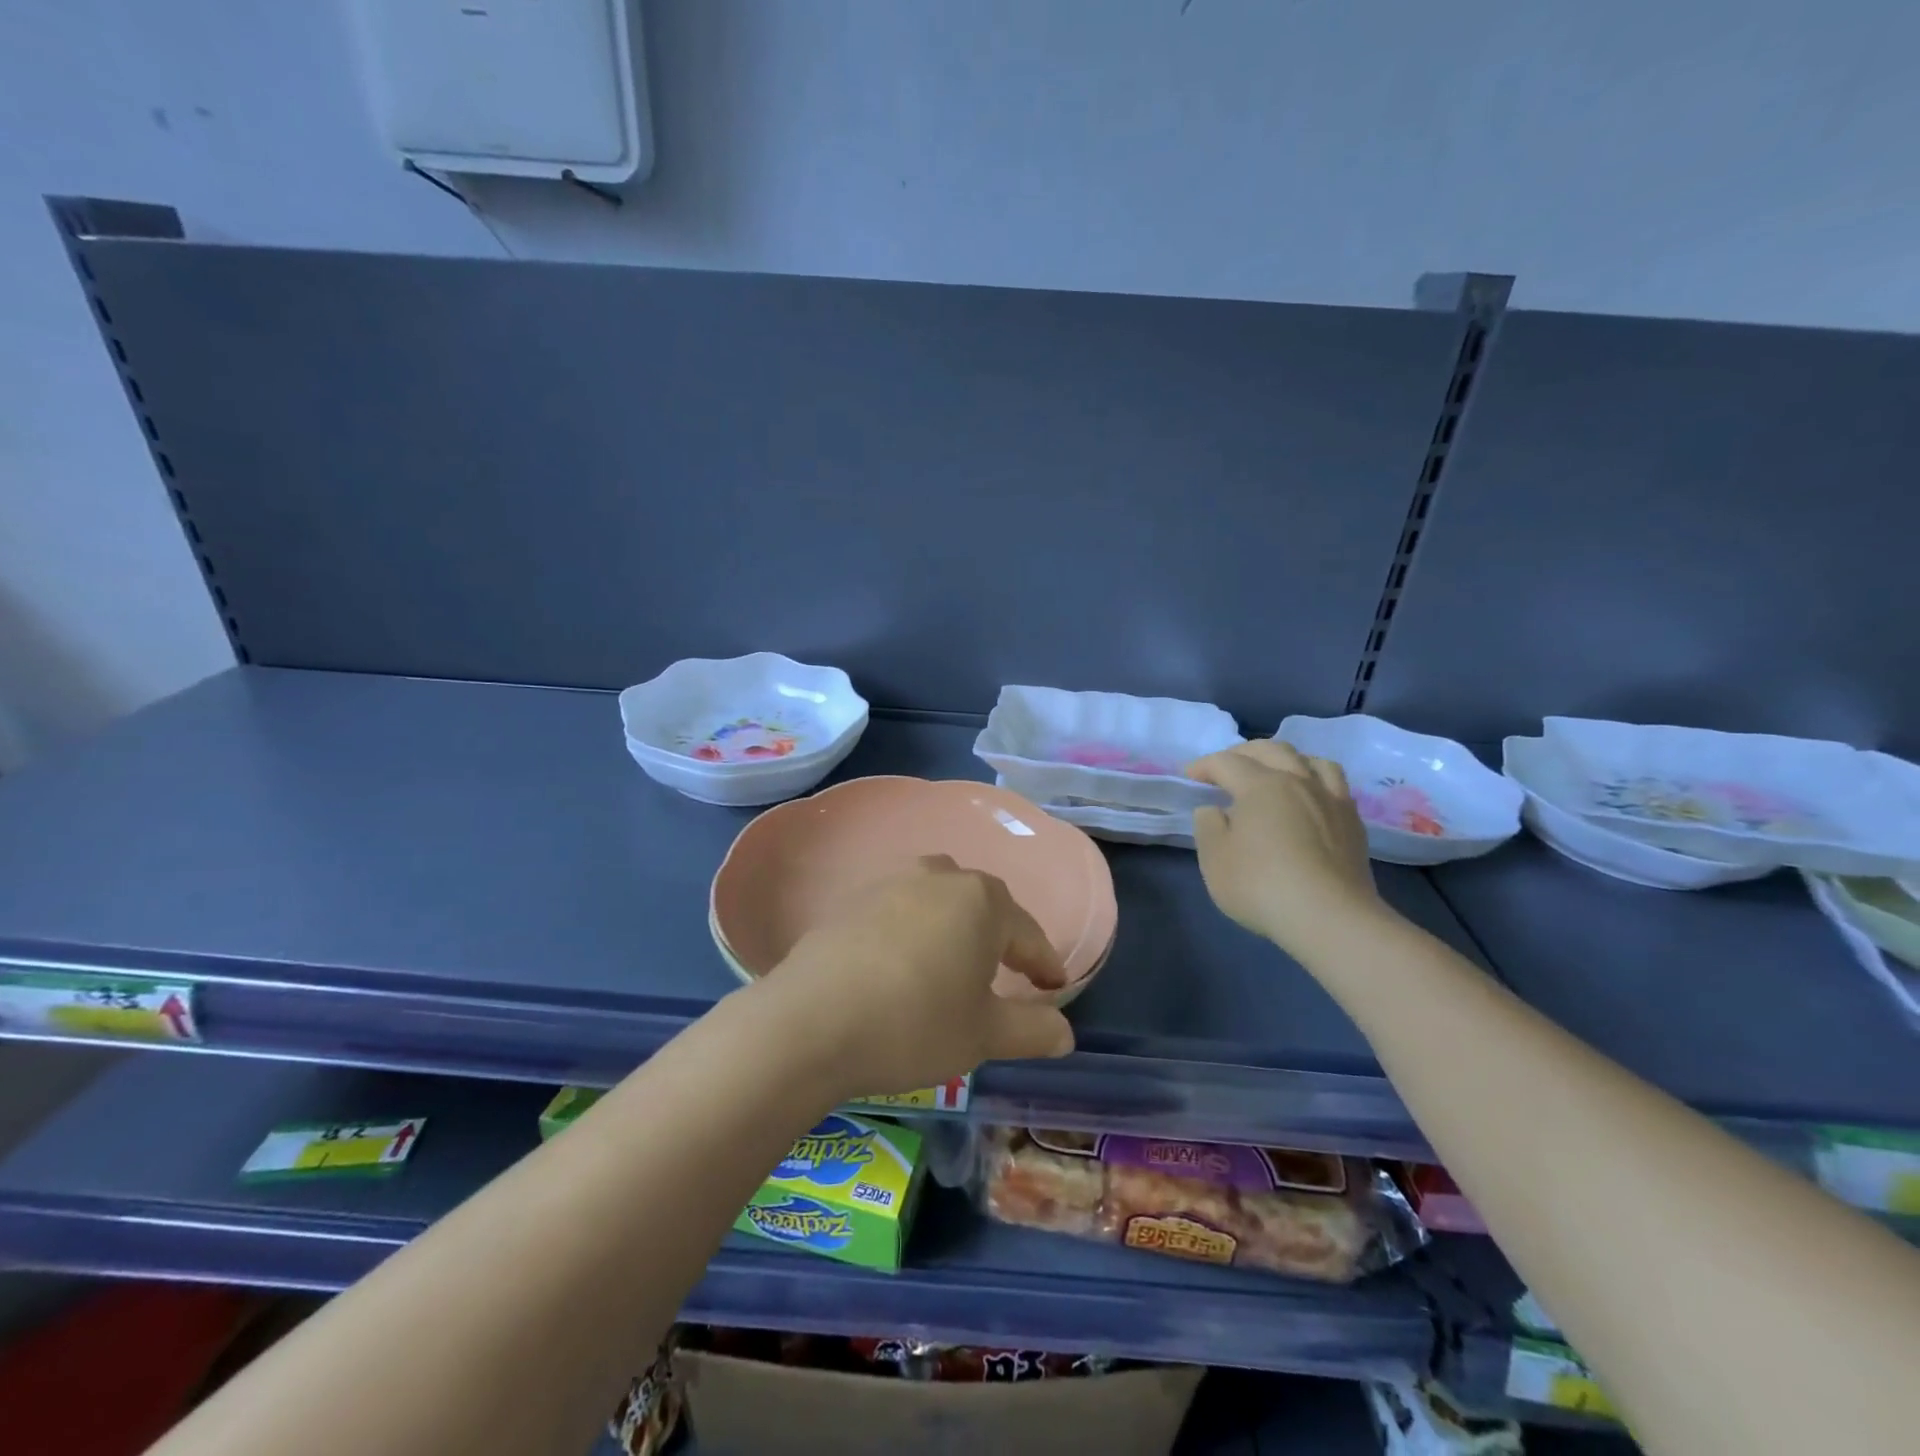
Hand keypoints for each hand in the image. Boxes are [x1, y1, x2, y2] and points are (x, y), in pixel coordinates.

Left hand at [753, 856, 1075, 1099]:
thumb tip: (1065, 1031)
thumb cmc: (914, 1023)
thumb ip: (1031, 1029)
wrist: (810, 1021)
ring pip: (938, 901)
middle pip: (983, 905)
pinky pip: (899, 911)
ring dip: (954, 928)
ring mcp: (890, 883)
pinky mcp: (852, 901)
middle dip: (1000, 938)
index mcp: (980, 901)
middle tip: (1008, 974)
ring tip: (954, 964)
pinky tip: (903, 965)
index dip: (1045, 962)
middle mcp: (938, 877)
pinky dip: (914, 933)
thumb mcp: (983, 1035)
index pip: (1027, 932)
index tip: (1055, 985)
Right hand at [1187, 741, 1385, 959]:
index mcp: (1261, 785)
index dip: (1204, 765)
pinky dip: (1314, 778)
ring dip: (1285, 758)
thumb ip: (1208, 826)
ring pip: (1310, 760)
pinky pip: (1334, 783)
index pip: (1227, 762)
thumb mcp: (1215, 859)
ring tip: (1274, 772)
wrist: (1330, 918)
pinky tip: (1308, 797)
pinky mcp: (1353, 822)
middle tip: (1227, 767)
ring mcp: (1330, 799)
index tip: (1190, 776)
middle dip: (1243, 752)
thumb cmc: (1261, 885)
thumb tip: (1214, 809)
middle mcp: (1298, 781)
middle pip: (1271, 750)